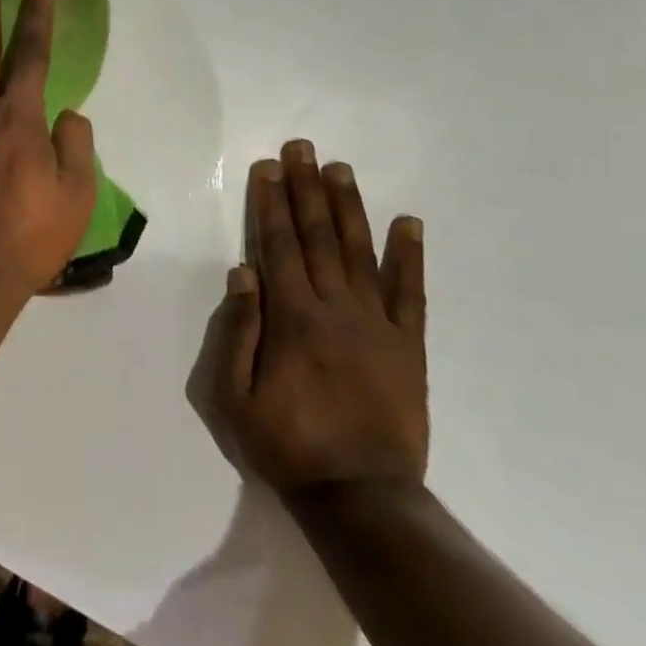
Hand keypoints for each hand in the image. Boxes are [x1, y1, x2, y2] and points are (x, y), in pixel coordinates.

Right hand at [211, 141, 427, 502]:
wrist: (361, 496)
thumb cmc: (286, 445)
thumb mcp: (234, 396)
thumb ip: (238, 331)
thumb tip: (243, 272)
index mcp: (293, 319)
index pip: (277, 246)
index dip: (270, 203)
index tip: (267, 168)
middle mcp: (337, 309)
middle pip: (317, 237)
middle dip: (306, 189)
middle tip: (301, 149)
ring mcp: (379, 325)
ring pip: (360, 252)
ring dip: (348, 208)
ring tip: (340, 169)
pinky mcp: (409, 347)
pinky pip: (410, 293)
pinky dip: (409, 256)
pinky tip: (408, 223)